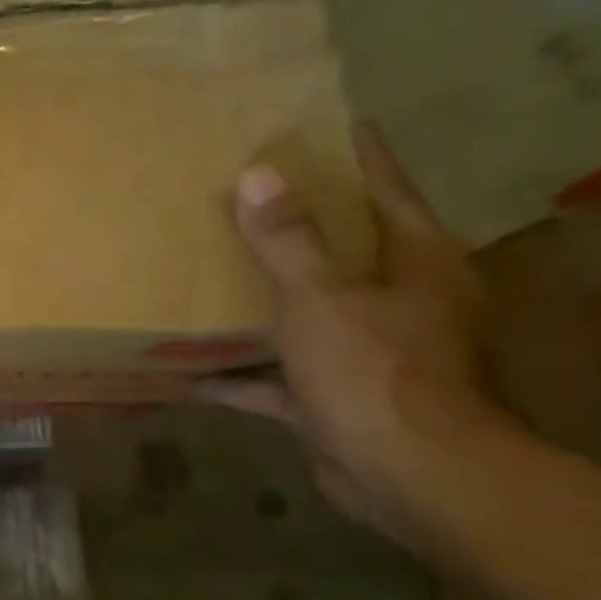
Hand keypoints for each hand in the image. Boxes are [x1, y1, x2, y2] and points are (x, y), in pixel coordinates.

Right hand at [200, 127, 500, 544]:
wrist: (405, 474)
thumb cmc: (373, 369)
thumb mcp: (321, 297)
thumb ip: (287, 241)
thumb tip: (257, 174)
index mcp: (413, 263)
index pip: (386, 190)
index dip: (355, 157)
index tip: (318, 126)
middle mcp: (396, 302)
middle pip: (341, 251)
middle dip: (293, 228)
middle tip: (238, 196)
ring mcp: (361, 352)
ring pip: (302, 313)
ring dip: (258, 301)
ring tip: (205, 273)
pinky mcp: (329, 396)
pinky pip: (273, 376)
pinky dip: (237, 375)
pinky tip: (187, 369)